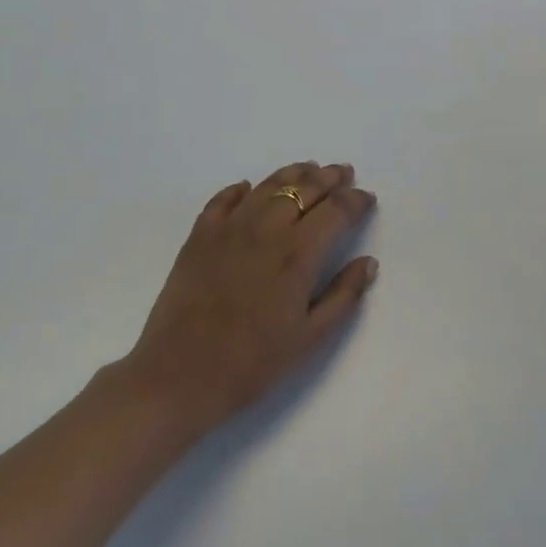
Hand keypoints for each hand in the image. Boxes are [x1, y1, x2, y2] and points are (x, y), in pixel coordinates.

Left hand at [121, 162, 378, 437]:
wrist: (177, 377)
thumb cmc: (250, 364)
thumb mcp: (308, 339)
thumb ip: (343, 296)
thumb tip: (368, 262)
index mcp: (298, 254)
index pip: (336, 210)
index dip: (355, 200)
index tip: (366, 198)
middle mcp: (267, 229)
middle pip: (305, 188)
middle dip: (330, 177)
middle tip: (343, 172)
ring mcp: (230, 227)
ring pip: (269, 185)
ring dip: (294, 173)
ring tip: (309, 169)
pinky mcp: (200, 235)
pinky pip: (224, 199)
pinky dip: (241, 189)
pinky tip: (249, 188)